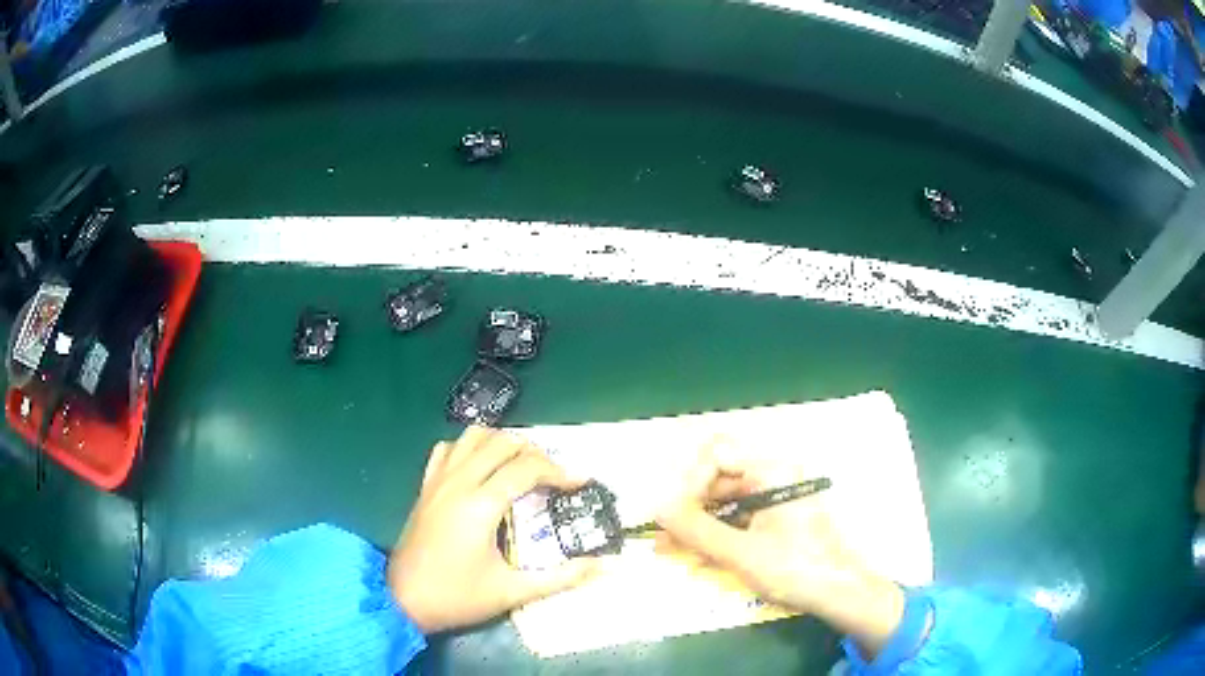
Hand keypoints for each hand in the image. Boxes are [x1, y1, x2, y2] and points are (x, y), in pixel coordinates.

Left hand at [388, 426, 597, 633]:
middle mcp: (459, 482)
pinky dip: (469, 448)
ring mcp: (438, 481)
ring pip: (472, 436)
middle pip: (503, 442)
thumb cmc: (457, 596)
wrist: (402, 600)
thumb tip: (606, 567)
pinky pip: (447, 450)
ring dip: (502, 443)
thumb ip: (562, 578)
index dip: (560, 471)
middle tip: (554, 477)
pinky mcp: (425, 487)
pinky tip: (480, 468)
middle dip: (535, 453)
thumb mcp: (512, 592)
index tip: (582, 483)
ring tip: (521, 466)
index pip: (527, 468)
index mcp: (481, 504)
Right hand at [654, 439, 905, 653]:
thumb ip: (696, 530)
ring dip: (698, 524)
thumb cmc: (795, 568)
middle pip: (719, 479)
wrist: (840, 593)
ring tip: (669, 549)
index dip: (689, 483)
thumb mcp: (740, 552)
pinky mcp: (777, 519)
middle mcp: (774, 476)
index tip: (672, 515)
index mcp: (772, 471)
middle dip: (688, 508)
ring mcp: (777, 498)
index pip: (717, 456)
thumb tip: (656, 508)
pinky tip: (696, 555)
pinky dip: (717, 535)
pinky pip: (739, 518)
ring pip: (726, 502)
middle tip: (662, 535)